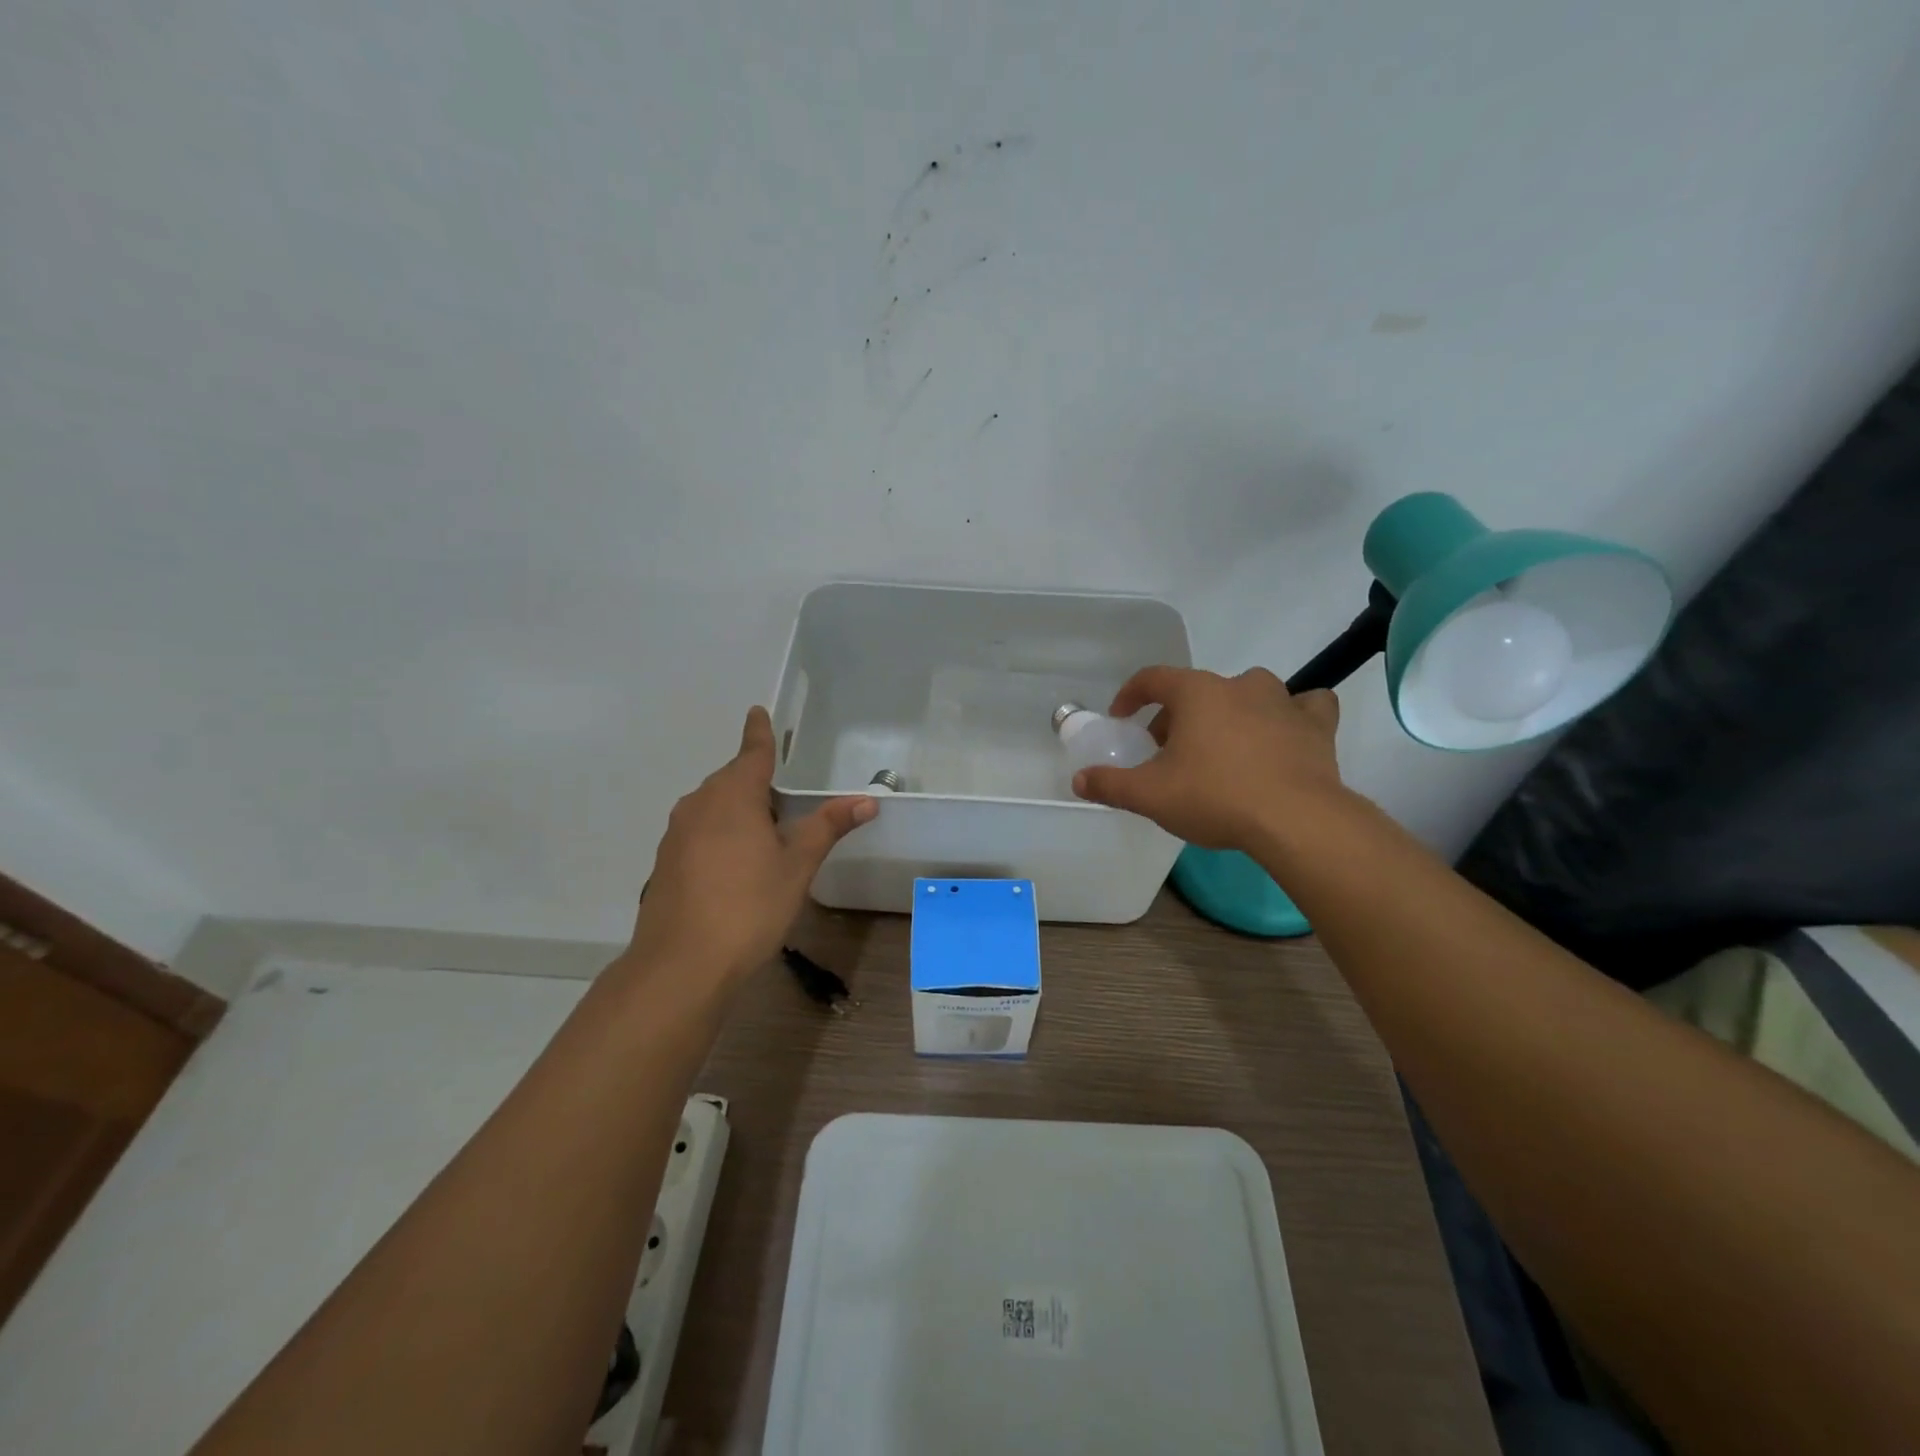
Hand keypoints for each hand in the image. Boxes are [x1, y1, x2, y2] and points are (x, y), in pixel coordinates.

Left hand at [627, 707, 876, 986]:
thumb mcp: (797, 866)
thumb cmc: (749, 906)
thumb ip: (827, 828)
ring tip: (765, 835)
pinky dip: (719, 834)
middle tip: (785, 798)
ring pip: (712, 807)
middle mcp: (699, 805)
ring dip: (737, 810)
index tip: (757, 711)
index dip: (759, 733)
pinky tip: (734, 866)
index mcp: (734, 796)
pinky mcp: (665, 863)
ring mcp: (677, 834)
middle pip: (731, 780)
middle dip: (756, 781)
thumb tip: (866, 800)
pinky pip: (698, 832)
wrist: (681, 965)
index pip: (752, 753)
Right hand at [1071, 666, 1347, 851]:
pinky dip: (1292, 715)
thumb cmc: (1215, 797)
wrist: (1296, 820)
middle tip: (1167, 752)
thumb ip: (1110, 784)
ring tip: (1221, 746)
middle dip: (1176, 716)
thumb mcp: (1150, 796)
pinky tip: (1284, 734)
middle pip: (1197, 690)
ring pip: (1248, 694)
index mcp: (1197, 693)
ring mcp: (1282, 702)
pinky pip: (1304, 707)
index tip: (1122, 718)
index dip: (1131, 695)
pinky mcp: (1316, 726)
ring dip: (1229, 712)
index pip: (1153, 678)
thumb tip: (1079, 780)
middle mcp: (1239, 685)